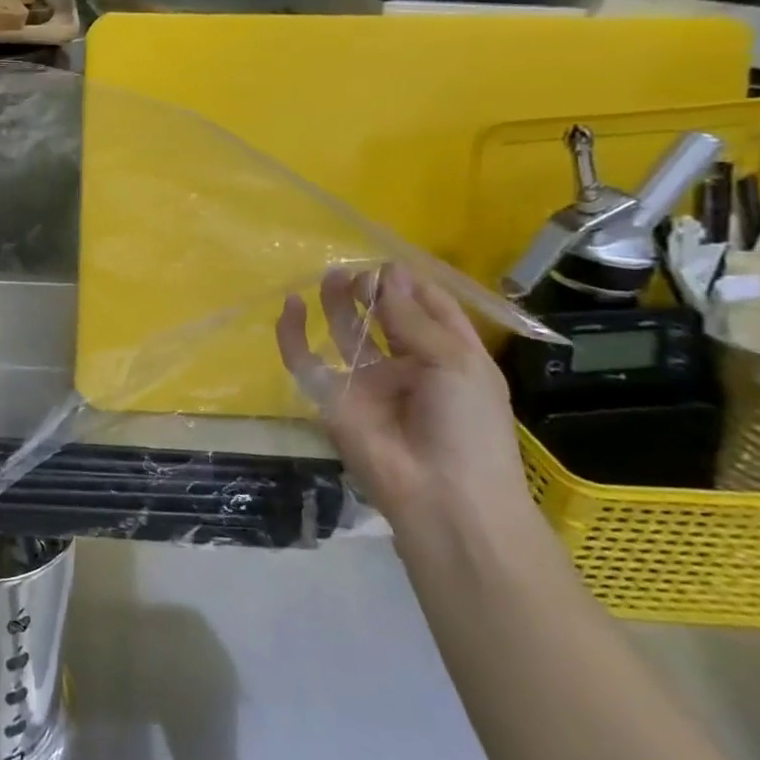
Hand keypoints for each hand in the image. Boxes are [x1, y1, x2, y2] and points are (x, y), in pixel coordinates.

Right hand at [275, 264, 531, 532]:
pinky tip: (291, 306)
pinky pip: (304, 360)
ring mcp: (365, 382)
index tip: (391, 265)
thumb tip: (387, 275)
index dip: (412, 285)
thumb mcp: (456, 363)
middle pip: (384, 318)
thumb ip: (412, 318)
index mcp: (448, 357)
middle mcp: (406, 365)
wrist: (441, 494)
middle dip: (373, 291)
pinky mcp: (330, 397)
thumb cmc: (468, 427)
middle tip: (360, 274)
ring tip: (333, 276)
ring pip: (345, 332)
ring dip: (339, 303)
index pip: (430, 310)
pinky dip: (292, 333)